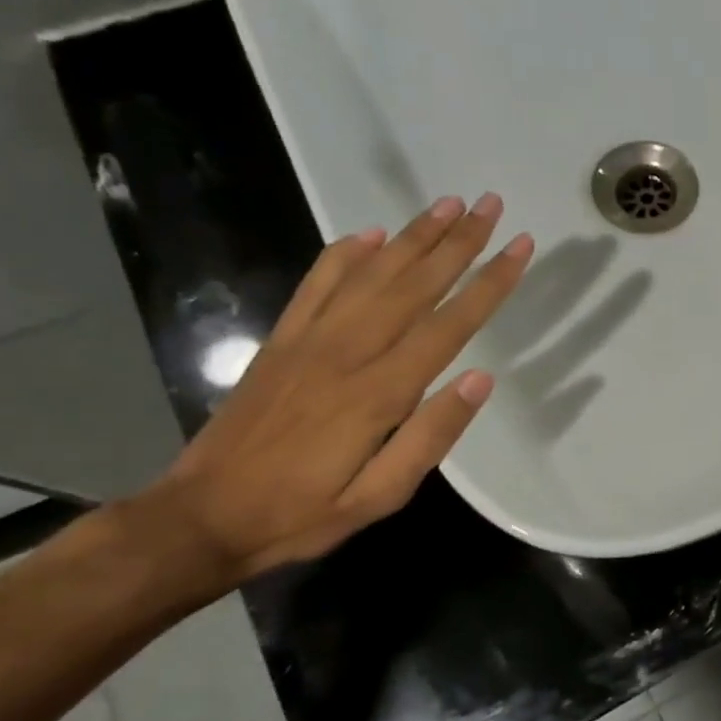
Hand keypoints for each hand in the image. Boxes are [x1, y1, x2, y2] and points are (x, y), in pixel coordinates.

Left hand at [146, 194, 531, 581]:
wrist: (202, 517)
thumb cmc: (304, 512)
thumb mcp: (381, 496)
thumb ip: (432, 436)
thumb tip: (482, 380)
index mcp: (380, 393)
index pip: (449, 324)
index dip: (488, 283)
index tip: (518, 247)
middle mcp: (346, 353)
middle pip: (413, 284)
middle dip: (458, 242)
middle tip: (490, 205)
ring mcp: (308, 341)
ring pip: (370, 274)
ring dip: (413, 236)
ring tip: (448, 204)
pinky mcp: (280, 341)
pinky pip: (316, 285)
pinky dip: (344, 253)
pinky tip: (370, 233)